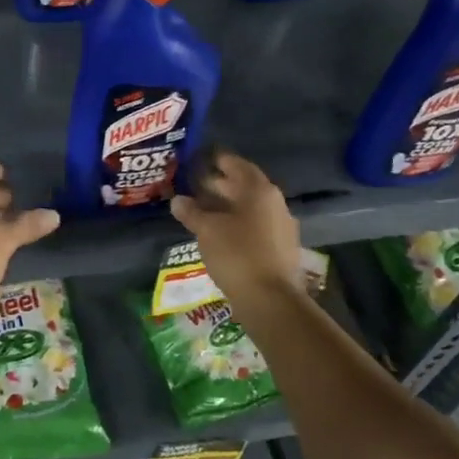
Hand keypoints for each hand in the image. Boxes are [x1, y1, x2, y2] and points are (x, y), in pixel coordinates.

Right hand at [169, 151, 302, 301]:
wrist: (271, 300)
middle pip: (245, 186)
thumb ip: (192, 212)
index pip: (237, 165)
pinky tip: (220, 233)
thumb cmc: (237, 254)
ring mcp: (281, 227)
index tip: (200, 158)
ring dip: (228, 206)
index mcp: (259, 191)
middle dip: (221, 184)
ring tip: (203, 210)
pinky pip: (255, 227)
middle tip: (196, 184)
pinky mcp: (280, 249)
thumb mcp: (207, 230)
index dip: (218, 160)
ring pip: (250, 208)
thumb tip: (178, 200)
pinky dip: (237, 224)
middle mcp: (274, 203)